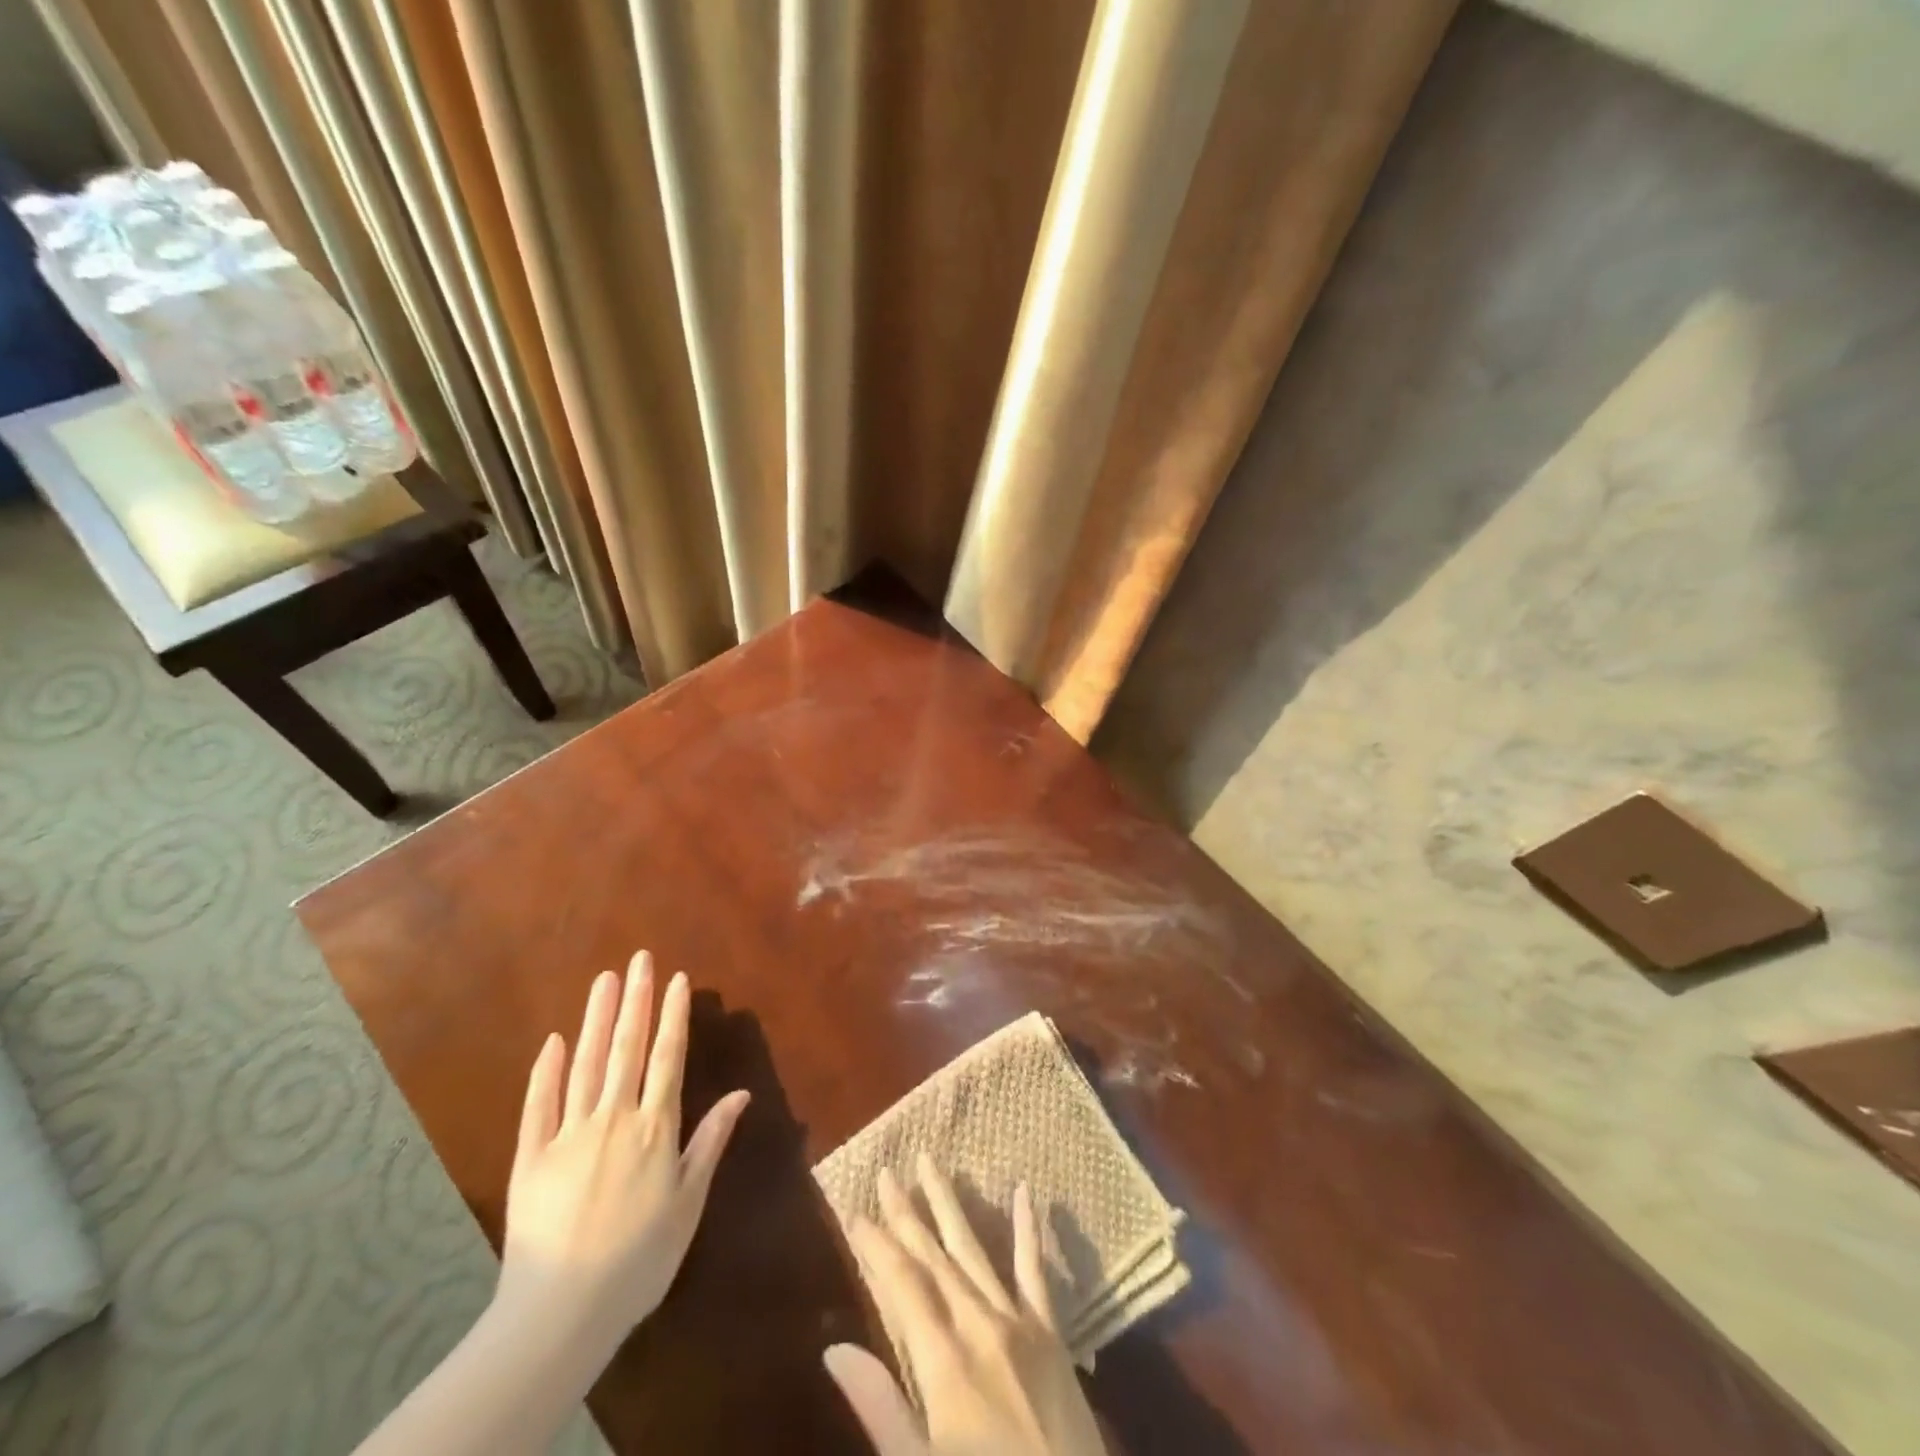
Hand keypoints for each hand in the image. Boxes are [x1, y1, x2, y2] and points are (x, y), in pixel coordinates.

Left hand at [496, 950, 749, 1356]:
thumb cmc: (640, 1258)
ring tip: (605, 980)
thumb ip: (710, 1141)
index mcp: (655, 1127)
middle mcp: (614, 1118)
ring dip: (597, 1019)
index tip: (677, 979)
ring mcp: (569, 1134)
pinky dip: (546, 1071)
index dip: (673, 1016)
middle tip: (639, 959)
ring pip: (586, 1064)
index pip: (667, 1057)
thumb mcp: (689, 1201)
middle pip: (626, 1048)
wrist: (563, 1311)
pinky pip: (539, 1106)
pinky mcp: (531, 1158)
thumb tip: (743, 1093)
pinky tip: (553, 1040)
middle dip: (635, 1000)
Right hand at [824, 1155, 1108, 1455]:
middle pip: (935, 1257)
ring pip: (975, 1249)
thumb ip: (880, 1406)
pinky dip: (1028, 1229)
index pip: (902, 1285)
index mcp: (944, 1361)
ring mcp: (1019, 1322)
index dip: (876, 1247)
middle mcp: (979, 1325)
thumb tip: (833, 1350)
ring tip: (931, 1161)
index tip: (854, 1212)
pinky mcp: (1051, 1332)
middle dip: (907, 1213)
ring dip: (950, 1204)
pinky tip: (1023, 1190)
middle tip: (887, 1171)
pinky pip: (1036, 1271)